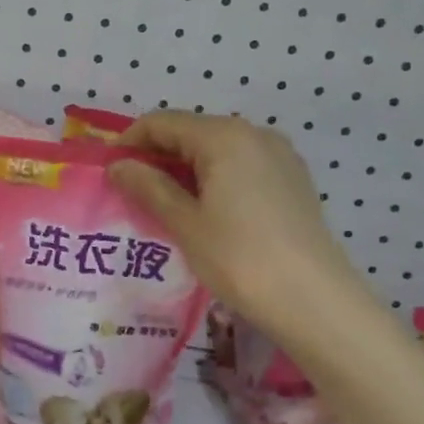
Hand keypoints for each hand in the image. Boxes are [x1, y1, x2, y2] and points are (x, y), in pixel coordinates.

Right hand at [108, 112, 355, 324]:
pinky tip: (205, 213)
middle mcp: (255, 134)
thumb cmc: (240, 259)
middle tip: (132, 193)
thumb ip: (148, 187)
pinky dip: (214, 180)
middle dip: (157, 157)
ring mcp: (280, 156)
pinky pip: (242, 167)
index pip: (163, 122)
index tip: (109, 171)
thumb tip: (118, 165)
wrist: (314, 301)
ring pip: (217, 150)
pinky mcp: (293, 181)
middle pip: (191, 132)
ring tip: (164, 206)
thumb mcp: (185, 223)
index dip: (130, 142)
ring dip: (185, 170)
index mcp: (224, 136)